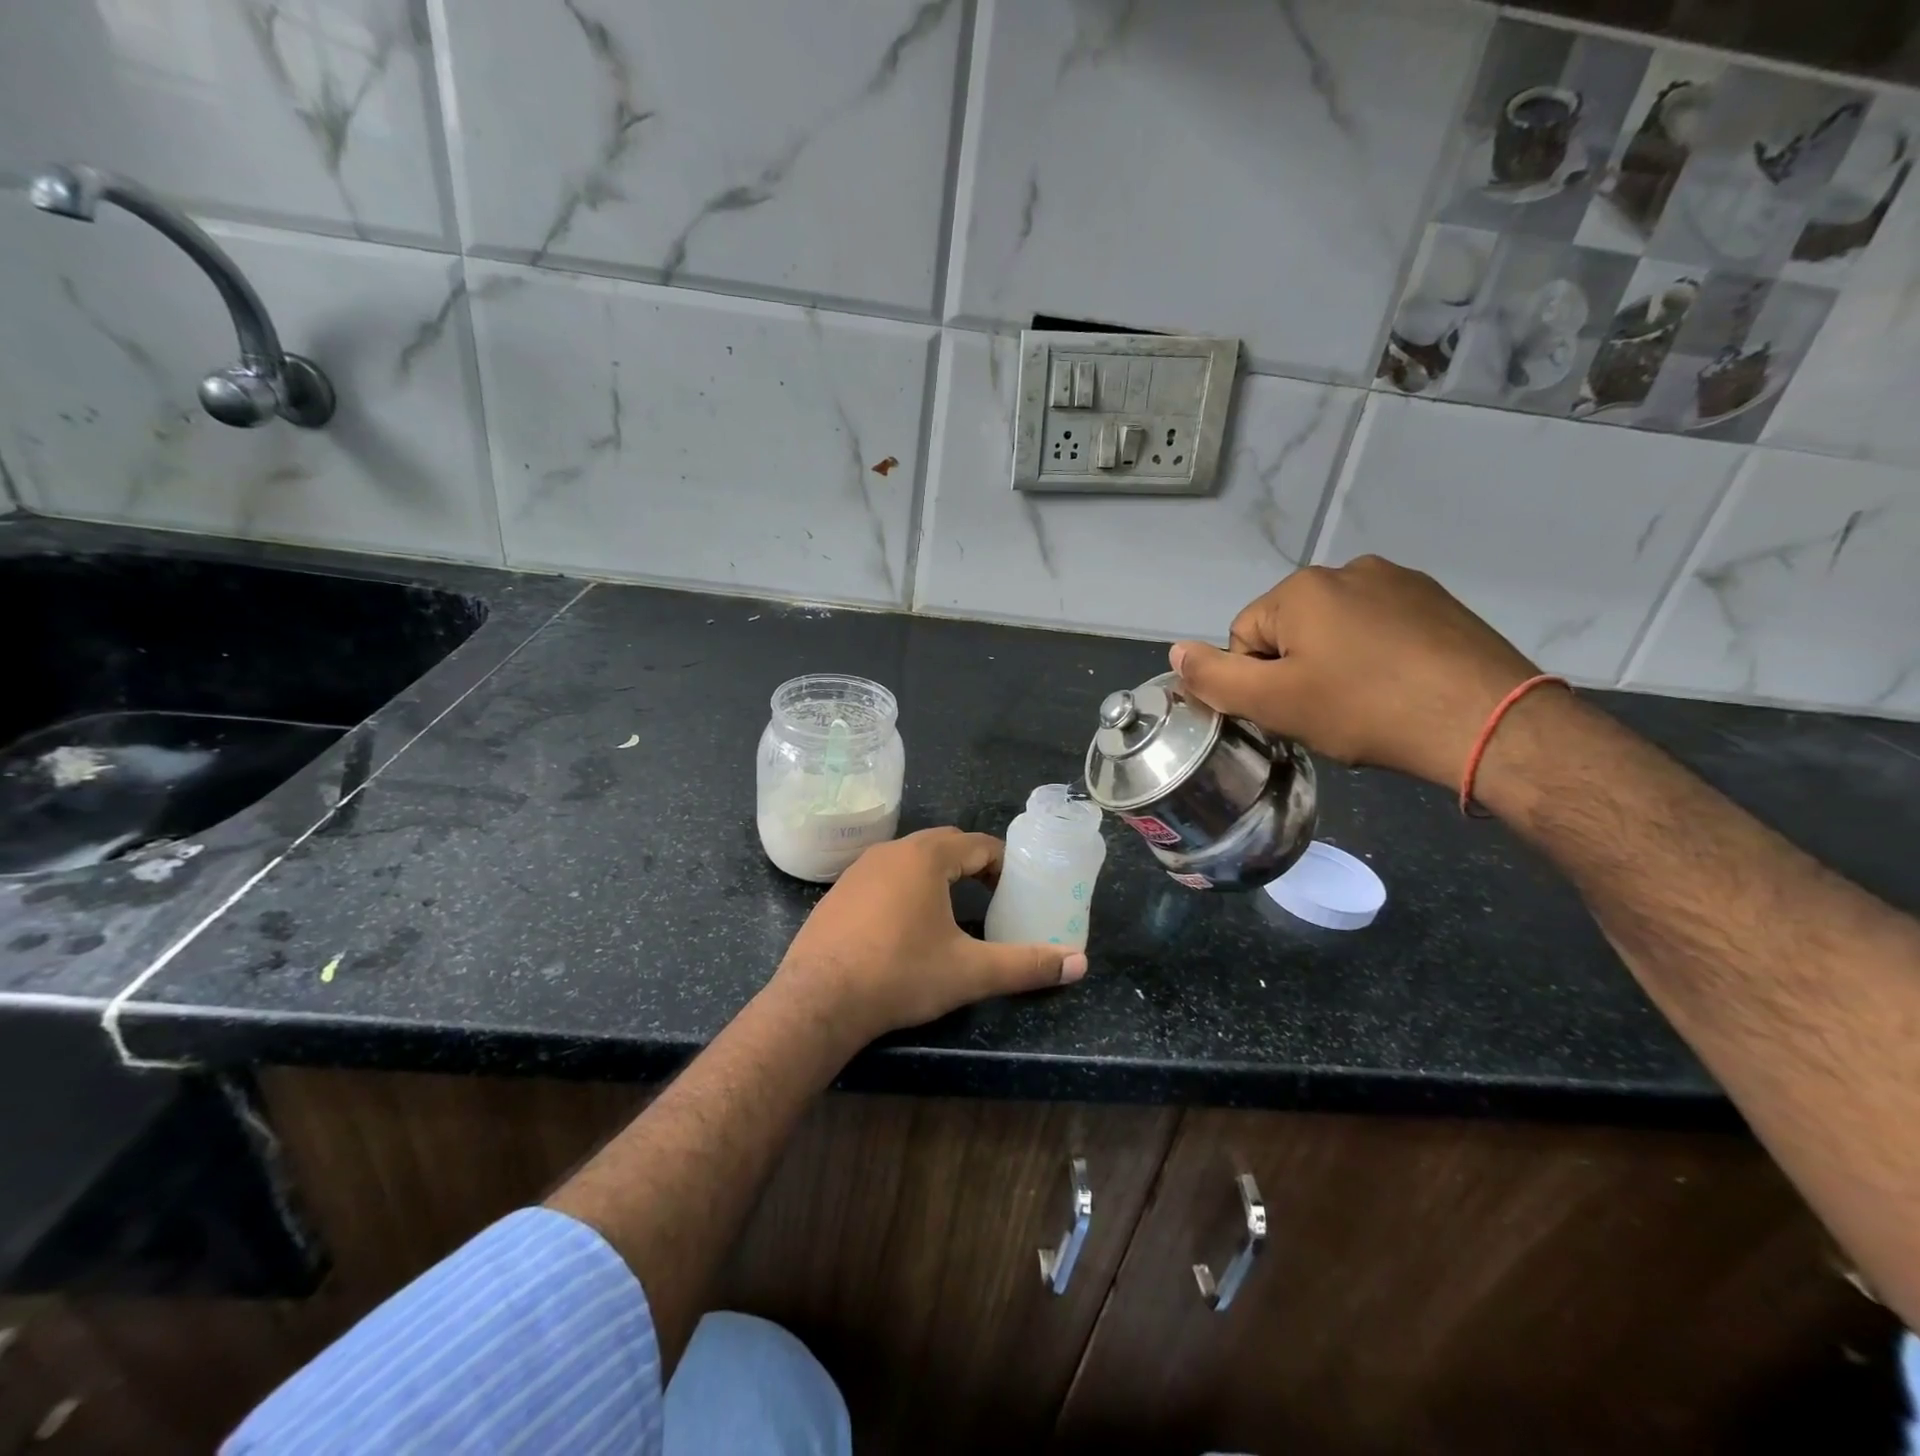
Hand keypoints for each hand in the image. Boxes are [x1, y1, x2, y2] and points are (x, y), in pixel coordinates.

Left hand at [769, 828, 1086, 1047]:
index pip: (978, 845)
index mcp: (926, 858)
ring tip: (953, 909)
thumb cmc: (900, 975)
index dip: (1004, 864)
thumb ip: (1025, 965)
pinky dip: (904, 888)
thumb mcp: (969, 972)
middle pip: (944, 845)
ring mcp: (858, 869)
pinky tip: (905, 925)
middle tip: (991, 897)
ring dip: (936, 875)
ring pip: (910, 859)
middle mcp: (891, 851)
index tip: (1016, 891)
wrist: (818, 1000)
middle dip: (972, 865)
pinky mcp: (837, 892)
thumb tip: (1079, 964)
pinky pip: (882, 876)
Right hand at [1170, 556, 1542, 790]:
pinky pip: (1381, 629)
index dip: (1257, 681)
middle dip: (1297, 671)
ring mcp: (1399, 582)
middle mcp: (1347, 570)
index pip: (1243, 636)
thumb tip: (1175, 653)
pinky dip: (1378, 658)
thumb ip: (1214, 678)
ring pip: (1336, 631)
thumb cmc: (1365, 709)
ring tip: (1367, 705)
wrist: (1486, 721)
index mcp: (1301, 589)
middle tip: (1328, 713)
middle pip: (1289, 630)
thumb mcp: (1275, 702)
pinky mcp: (1438, 602)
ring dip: (1336, 664)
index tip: (1292, 711)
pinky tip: (1400, 689)